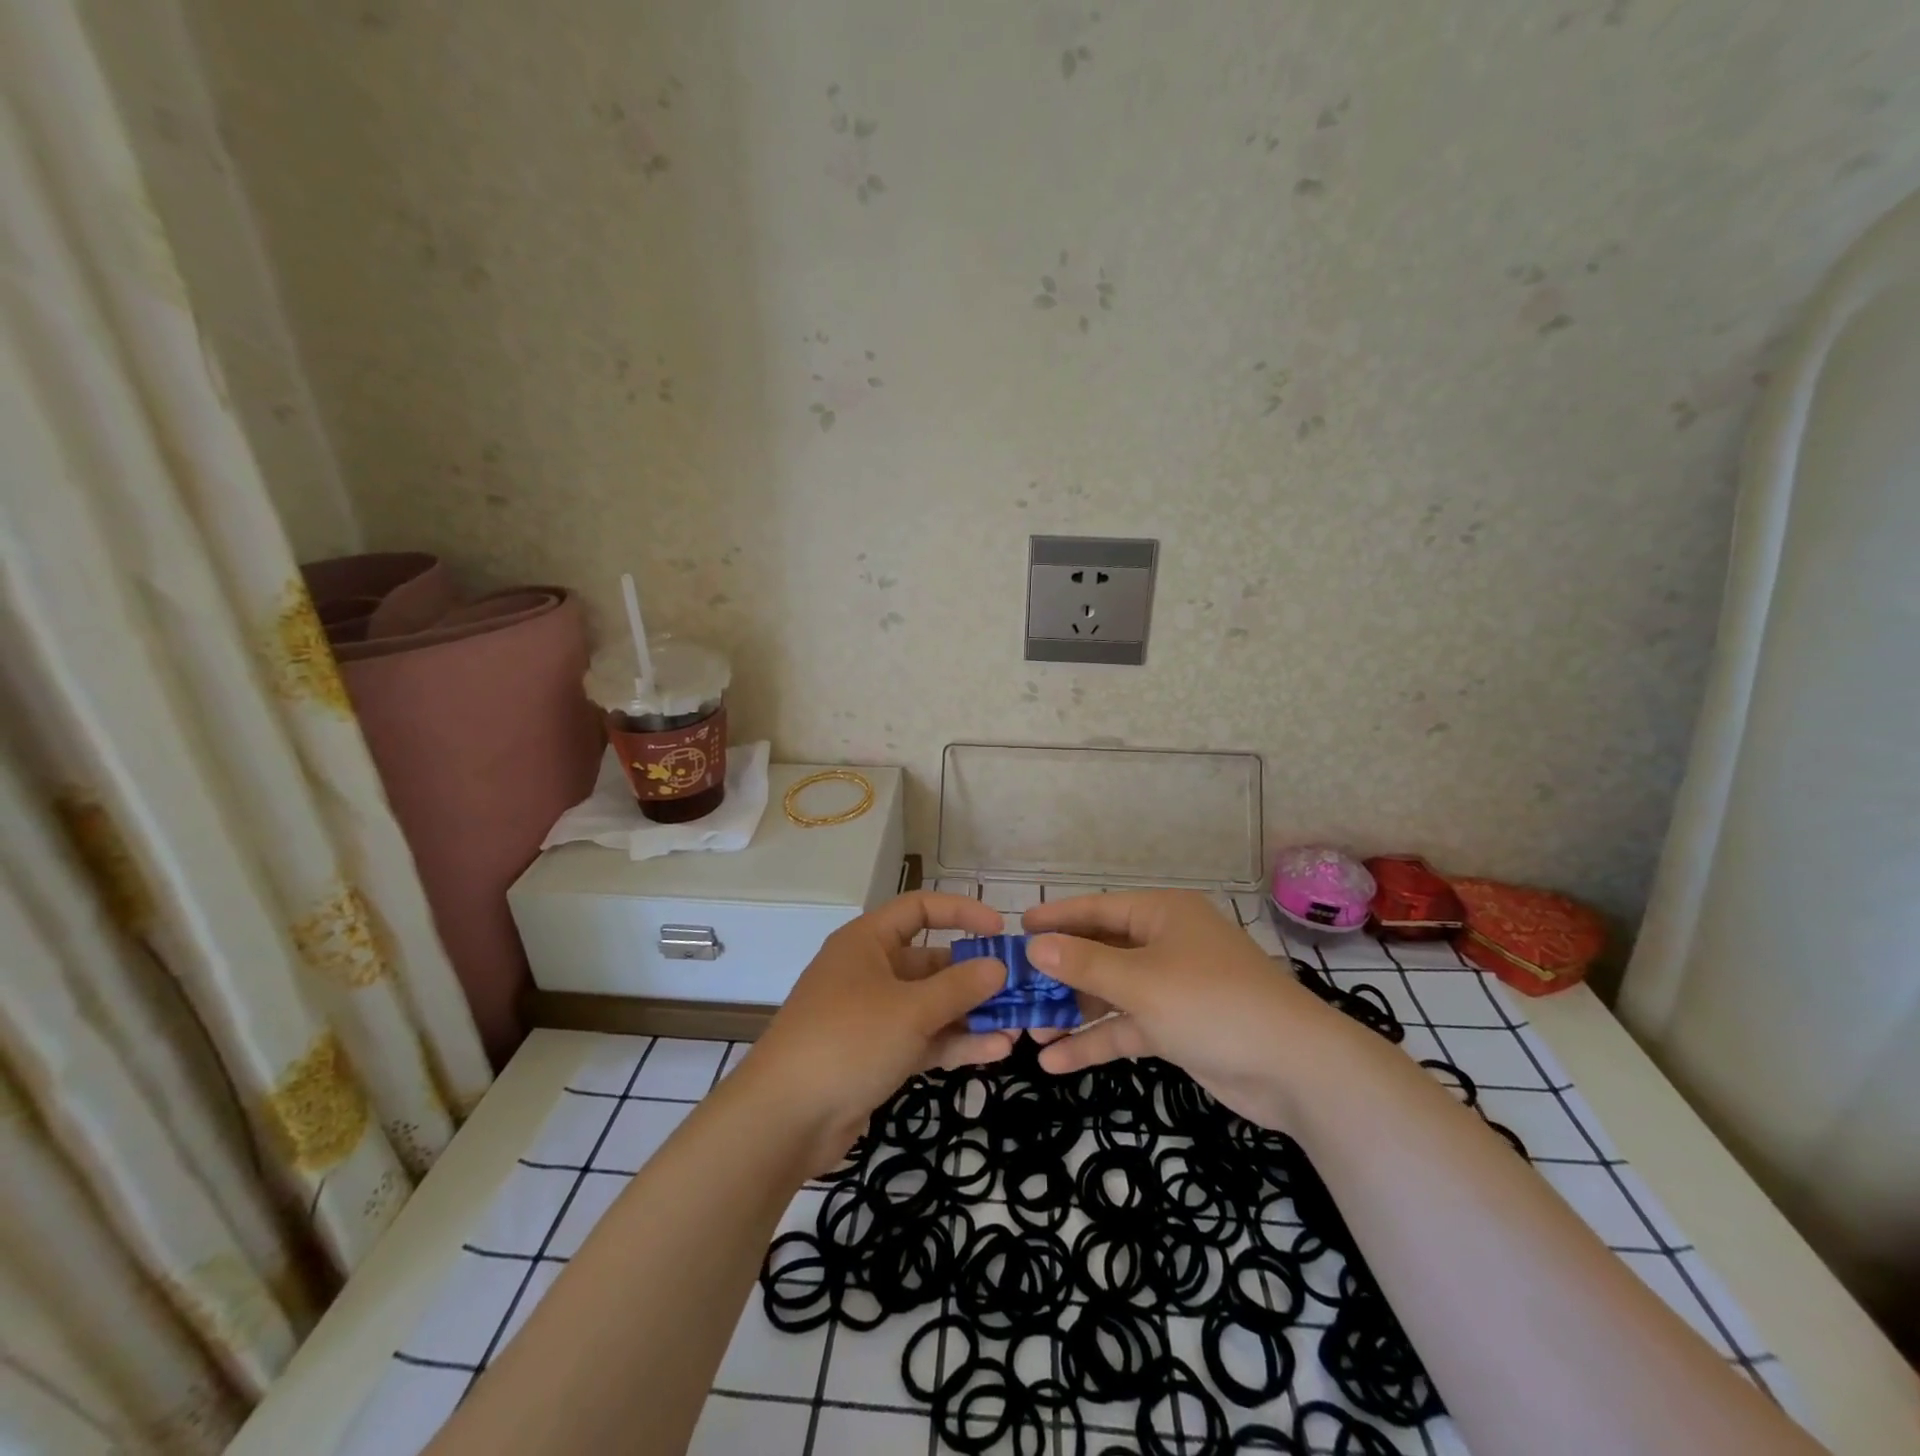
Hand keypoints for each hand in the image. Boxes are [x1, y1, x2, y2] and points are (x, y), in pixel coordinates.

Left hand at [736, 891, 1013, 1168]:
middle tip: (1018, 989)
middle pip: (930, 962)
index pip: (919, 908)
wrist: (784, 1119)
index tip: (999, 930)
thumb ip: (960, 987)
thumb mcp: (911, 1010)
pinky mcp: (876, 1056)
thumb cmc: (848, 1041)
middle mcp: (870, 971)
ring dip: (971, 1014)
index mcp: (867, 942)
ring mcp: (872, 1016)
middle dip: (974, 975)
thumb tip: (998, 966)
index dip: (960, 912)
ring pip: (930, 1005)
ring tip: (1018, 1025)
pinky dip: (954, 1043)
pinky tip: (996, 1052)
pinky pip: (922, 1039)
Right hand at [1022, 890, 1361, 1132]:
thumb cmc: (1212, 1003)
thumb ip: (1084, 964)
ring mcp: (1171, 987)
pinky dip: (1095, 1042)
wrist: (1295, 1069)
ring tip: (1026, 1029)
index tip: (1016, 929)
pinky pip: (1126, 1027)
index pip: (1096, 909)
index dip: (1056, 918)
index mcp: (1161, 914)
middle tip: (1013, 988)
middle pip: (1100, 951)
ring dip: (1073, 1010)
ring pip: (1110, 992)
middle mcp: (1165, 943)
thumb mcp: (1141, 981)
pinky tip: (1054, 1062)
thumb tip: (1034, 946)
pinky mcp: (1177, 1027)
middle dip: (1059, 972)